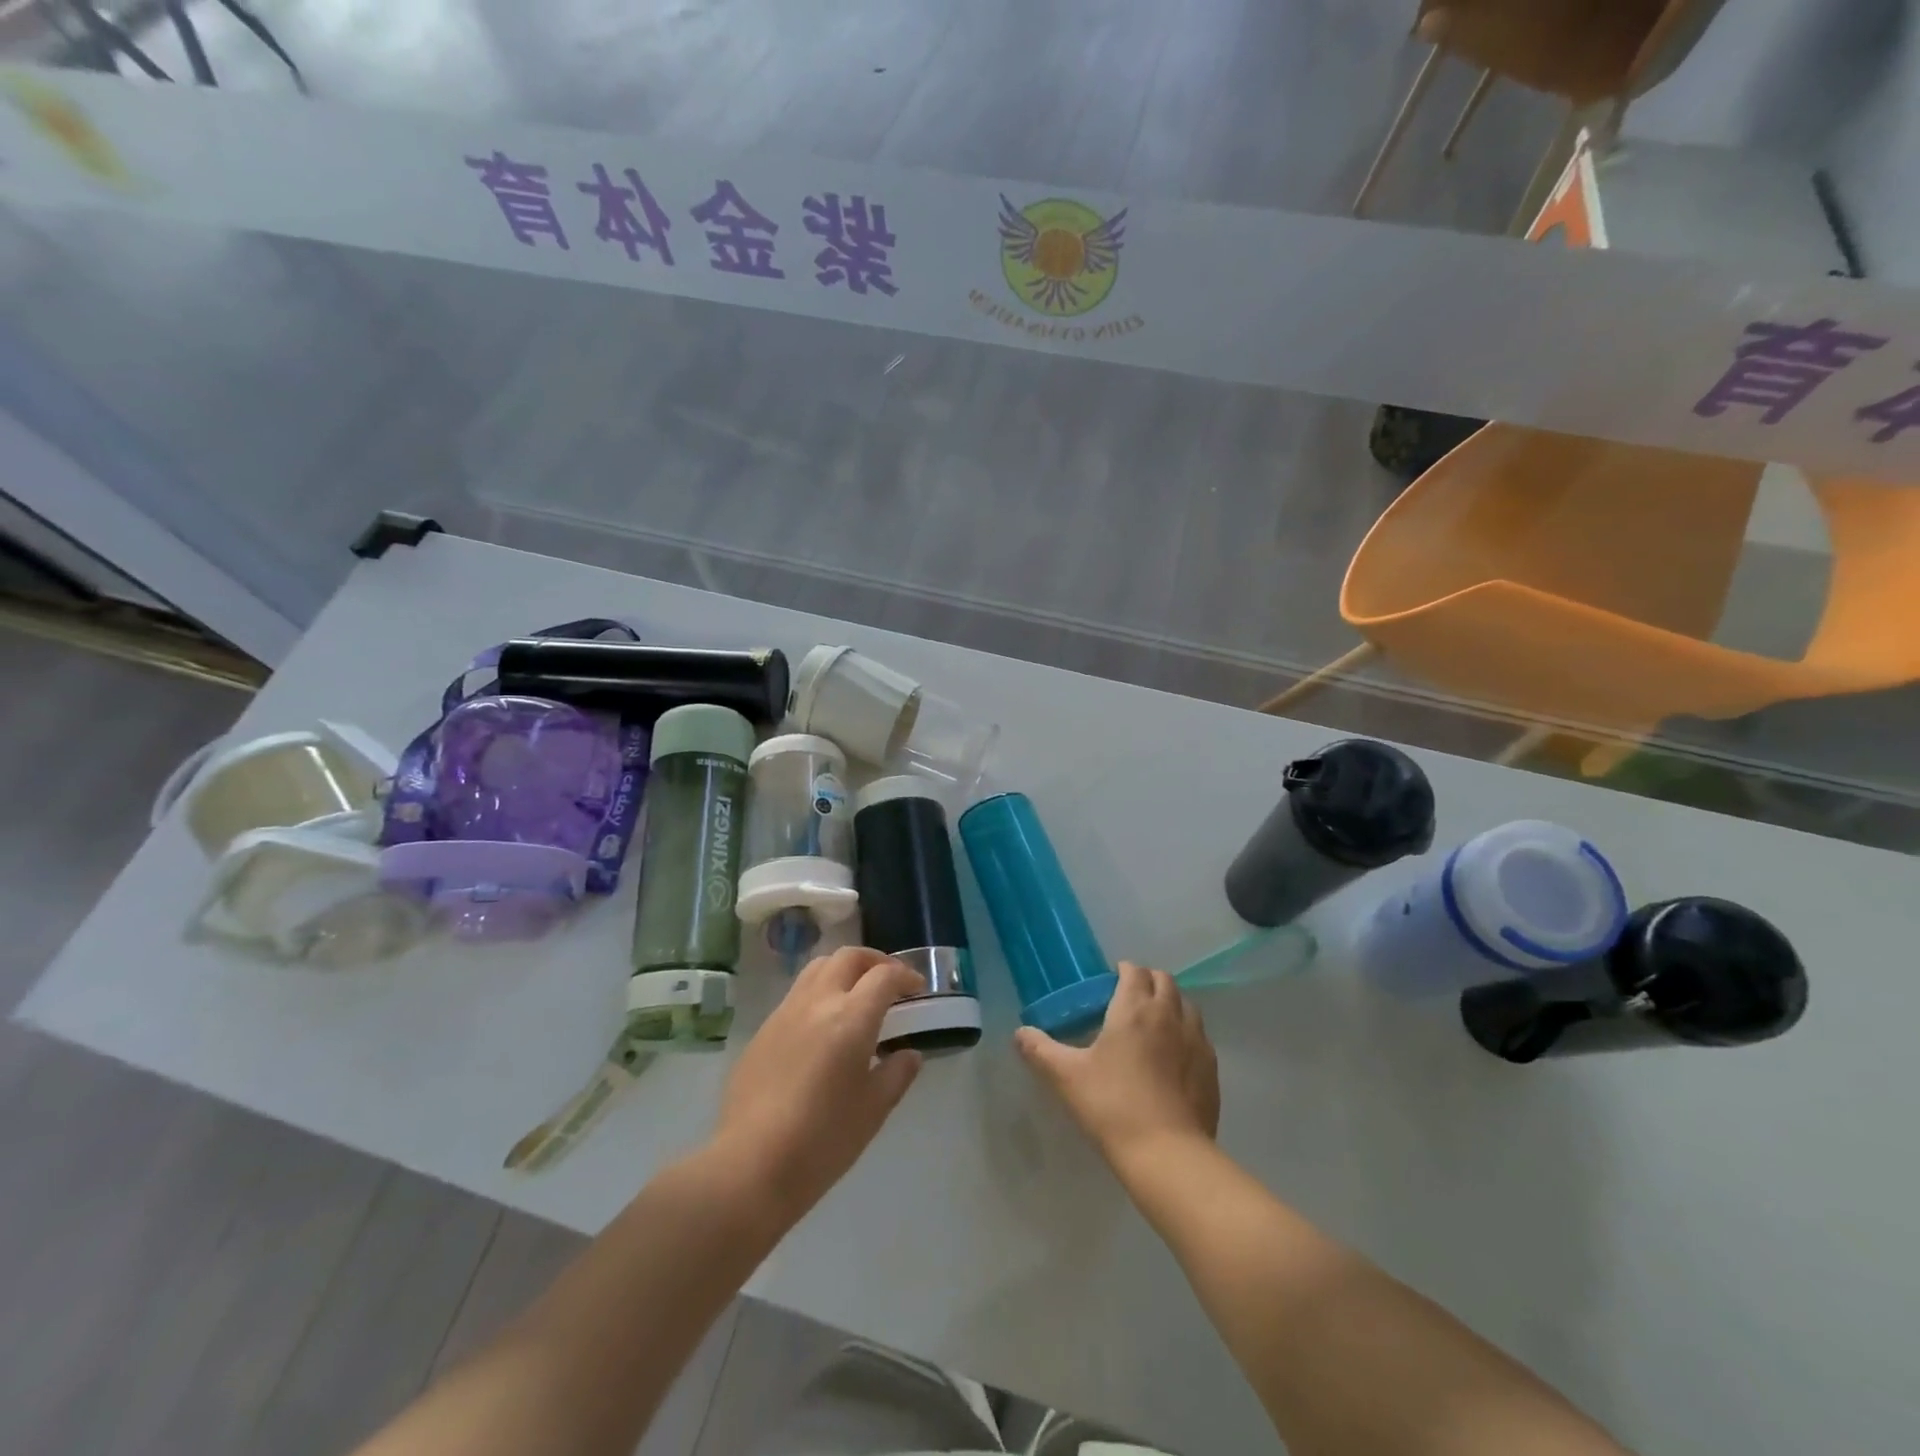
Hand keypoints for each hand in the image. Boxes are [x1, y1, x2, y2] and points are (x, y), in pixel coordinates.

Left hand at [713, 947, 924, 1222]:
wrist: (750, 1165)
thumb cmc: (823, 1140)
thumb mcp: (873, 1110)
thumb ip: (897, 1074)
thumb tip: (909, 1054)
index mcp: (850, 1018)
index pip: (884, 976)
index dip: (906, 975)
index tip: (918, 989)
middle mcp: (817, 1002)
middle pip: (848, 957)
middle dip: (874, 961)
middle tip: (889, 982)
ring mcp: (785, 1013)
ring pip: (817, 968)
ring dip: (844, 971)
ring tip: (856, 996)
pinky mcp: (762, 1031)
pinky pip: (796, 995)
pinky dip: (819, 994)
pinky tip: (823, 1027)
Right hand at [1015, 961, 1219, 1171]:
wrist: (1167, 1154)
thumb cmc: (1112, 1106)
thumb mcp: (1066, 1077)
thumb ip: (1040, 1050)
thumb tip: (1020, 1034)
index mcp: (1134, 1008)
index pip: (1134, 971)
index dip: (1123, 970)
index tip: (1110, 981)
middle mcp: (1169, 1014)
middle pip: (1164, 981)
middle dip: (1148, 981)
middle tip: (1129, 998)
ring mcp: (1196, 1041)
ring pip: (1187, 1005)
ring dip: (1170, 1003)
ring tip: (1153, 1023)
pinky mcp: (1211, 1068)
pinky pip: (1200, 1036)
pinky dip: (1186, 1033)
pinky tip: (1174, 1056)